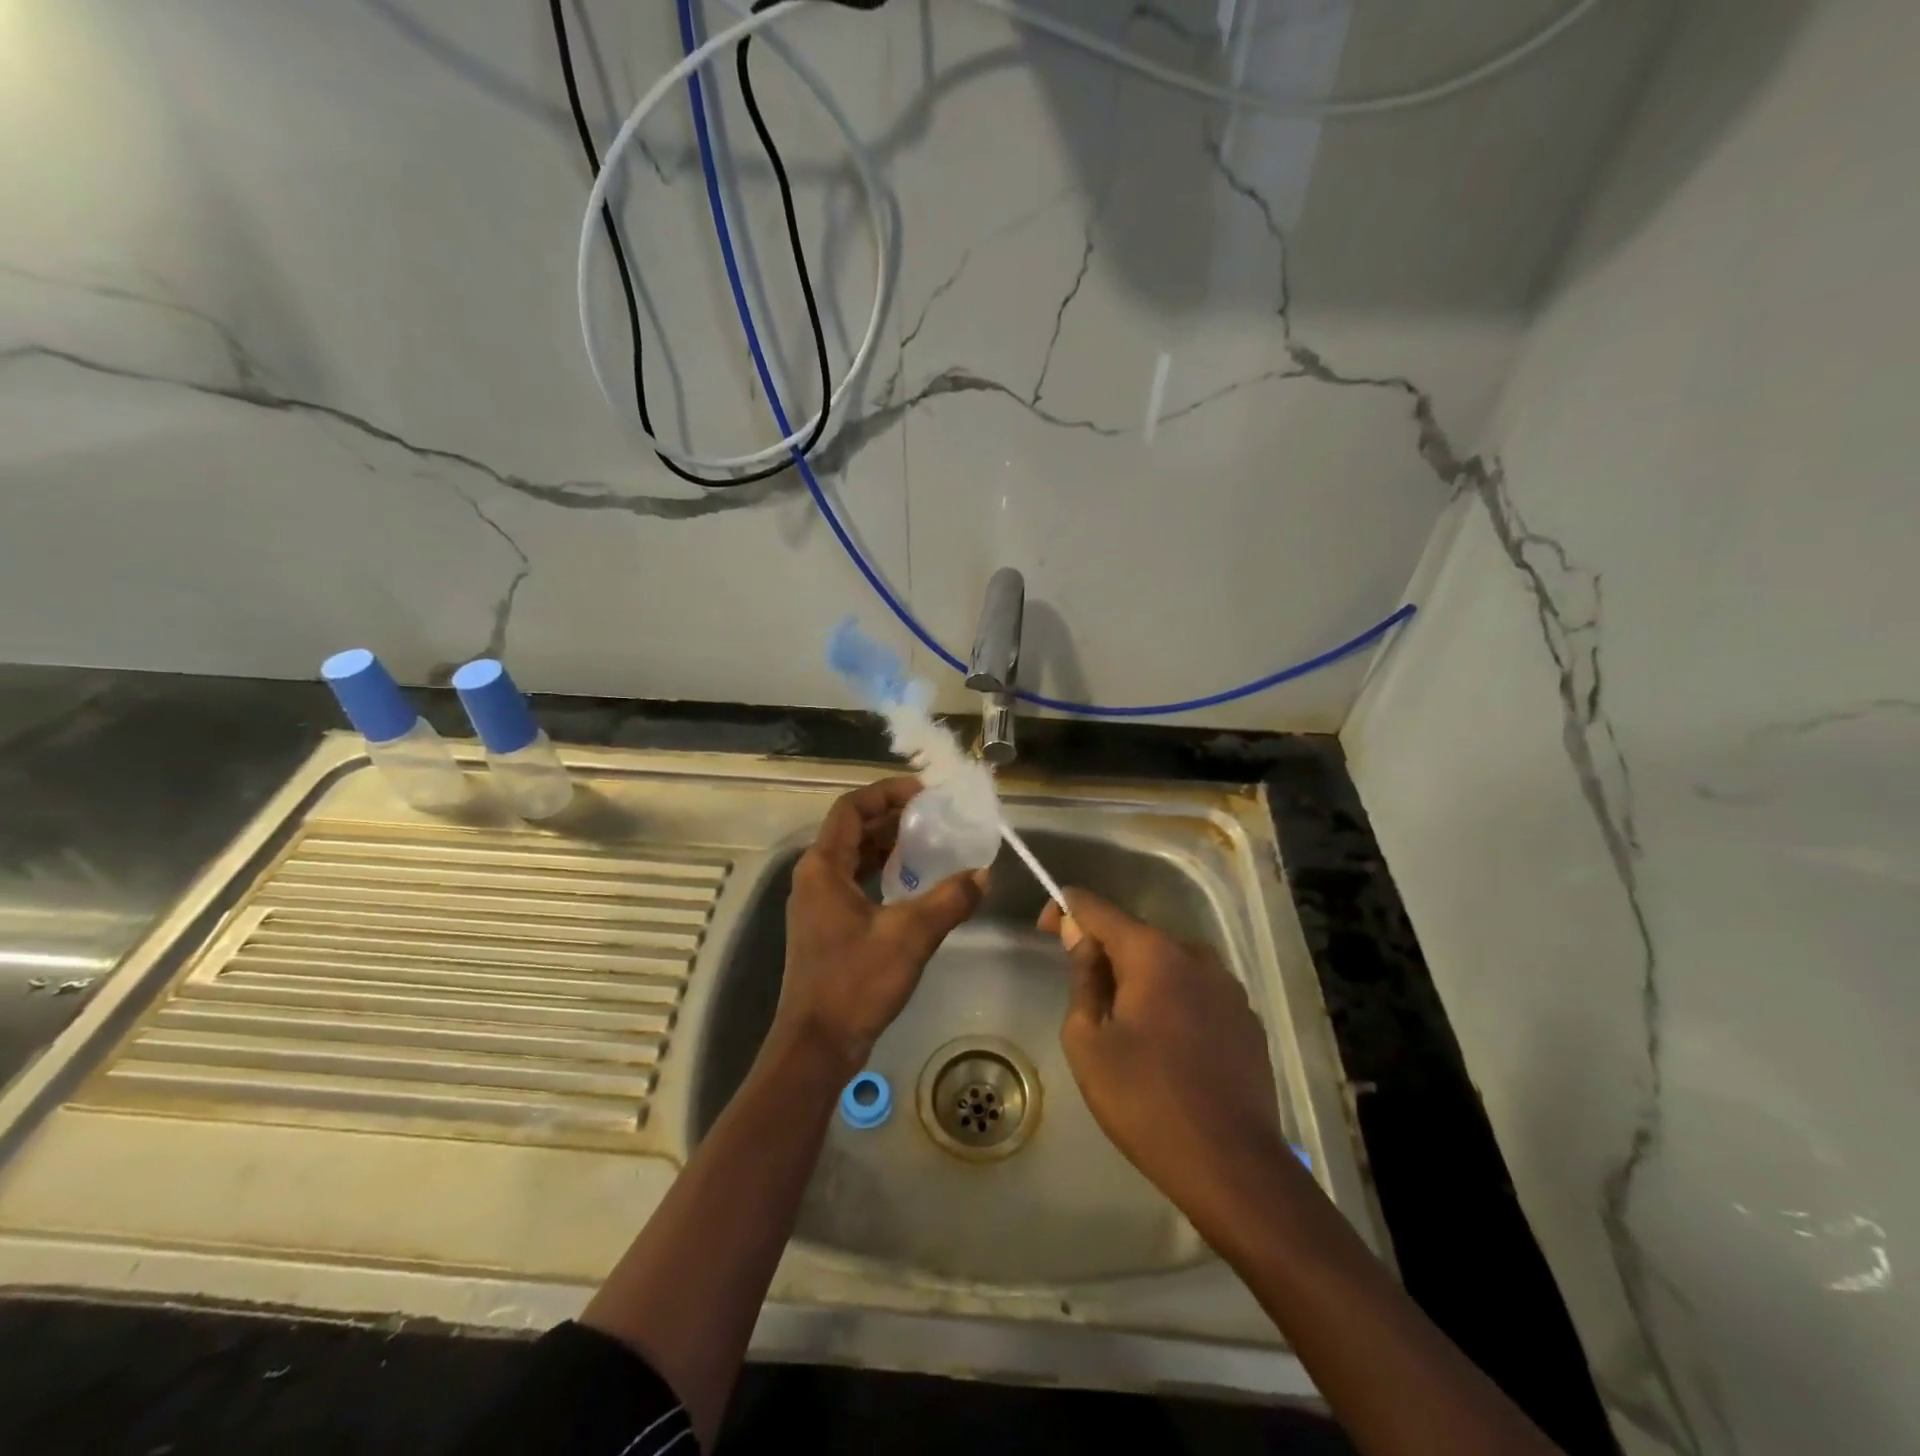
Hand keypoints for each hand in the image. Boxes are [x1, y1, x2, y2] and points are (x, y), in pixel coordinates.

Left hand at [777, 777, 985, 1075]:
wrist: (816, 1045)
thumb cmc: (855, 983)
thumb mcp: (909, 936)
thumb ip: (949, 900)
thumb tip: (983, 874)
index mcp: (823, 866)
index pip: (852, 808)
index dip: (887, 793)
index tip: (925, 793)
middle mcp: (815, 876)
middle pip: (853, 829)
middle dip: (893, 818)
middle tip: (936, 816)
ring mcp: (818, 902)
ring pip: (854, 856)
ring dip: (889, 845)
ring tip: (931, 842)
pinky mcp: (826, 925)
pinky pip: (856, 881)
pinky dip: (883, 873)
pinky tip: (913, 883)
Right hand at [1041, 890, 1291, 1227]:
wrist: (1233, 1166)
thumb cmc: (1146, 1102)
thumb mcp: (1088, 1043)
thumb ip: (1083, 979)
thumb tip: (1081, 938)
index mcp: (1153, 954)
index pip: (1097, 909)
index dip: (1065, 910)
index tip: (1046, 928)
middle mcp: (1196, 955)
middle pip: (1136, 936)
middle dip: (1105, 952)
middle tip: (1083, 993)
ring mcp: (1228, 986)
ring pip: (1169, 964)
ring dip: (1141, 978)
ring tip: (1125, 1024)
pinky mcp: (1247, 1017)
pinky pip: (1197, 991)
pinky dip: (1173, 1000)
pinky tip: (1166, 1044)